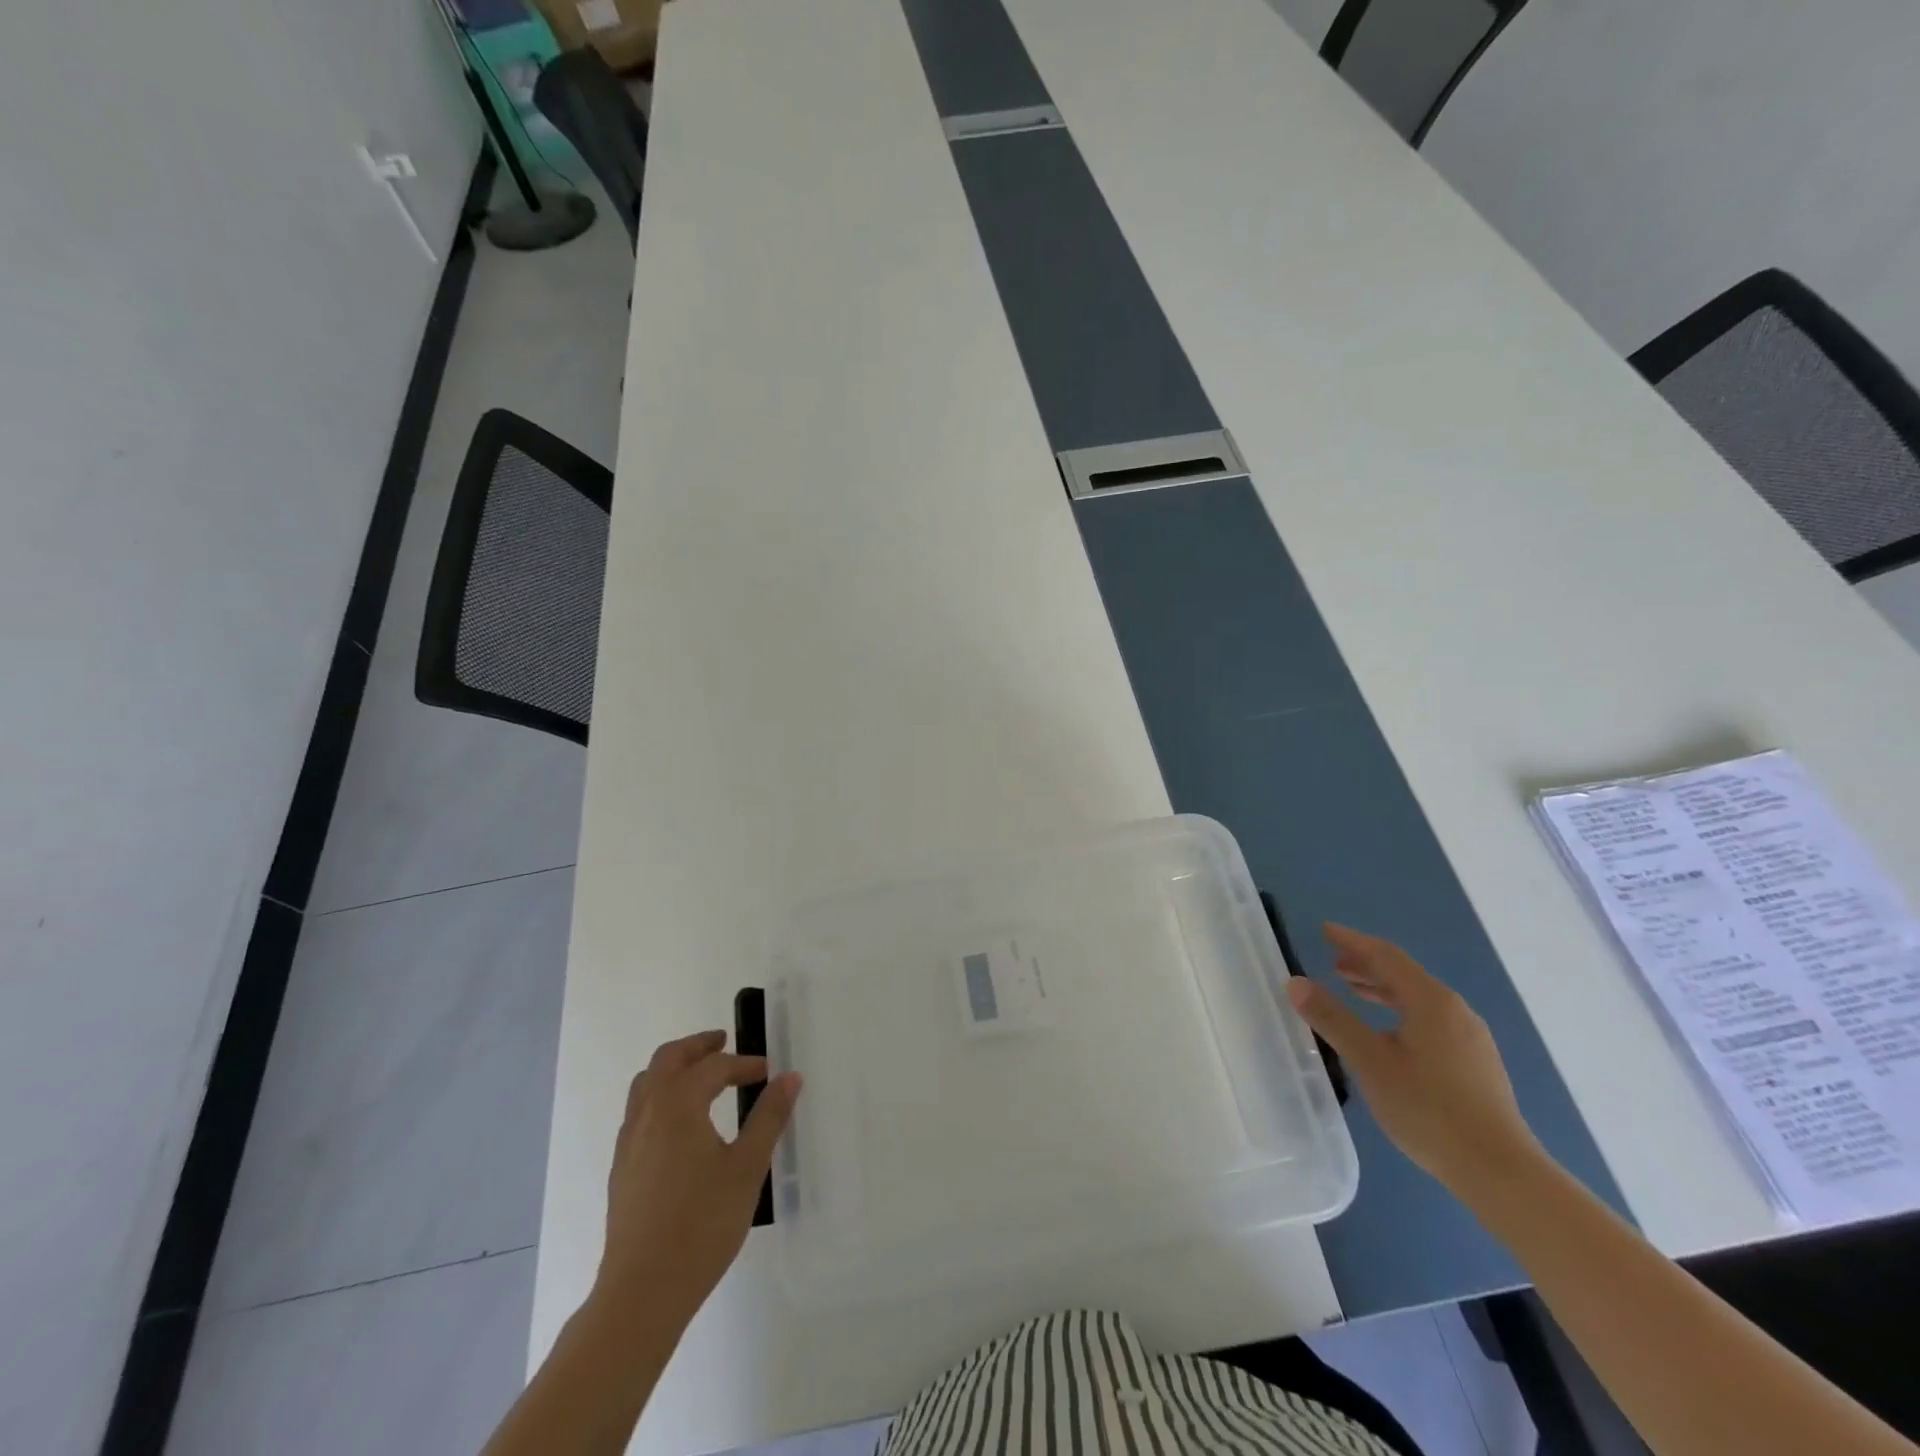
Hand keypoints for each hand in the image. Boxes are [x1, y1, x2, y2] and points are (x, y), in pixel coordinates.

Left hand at [593, 1030, 801, 1329]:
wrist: (642, 1292)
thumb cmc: (702, 1224)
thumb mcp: (748, 1167)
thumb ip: (769, 1117)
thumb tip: (789, 1076)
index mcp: (678, 1105)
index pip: (714, 1067)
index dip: (744, 1064)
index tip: (768, 1074)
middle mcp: (648, 1113)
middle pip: (668, 1059)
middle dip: (699, 1046)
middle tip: (725, 1043)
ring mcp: (629, 1141)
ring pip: (647, 1083)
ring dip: (675, 1069)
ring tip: (703, 1078)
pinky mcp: (622, 1168)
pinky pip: (639, 1112)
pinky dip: (662, 1097)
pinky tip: (682, 1124)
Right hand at [1286, 924, 1541, 1195]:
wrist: (1500, 1171)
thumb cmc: (1429, 1109)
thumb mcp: (1370, 1062)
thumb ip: (1332, 1019)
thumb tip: (1296, 983)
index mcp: (1431, 1001)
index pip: (1385, 956)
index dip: (1353, 941)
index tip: (1325, 931)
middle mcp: (1455, 1011)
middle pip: (1404, 975)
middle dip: (1367, 965)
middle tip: (1333, 964)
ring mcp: (1471, 1038)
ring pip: (1419, 1000)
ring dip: (1383, 990)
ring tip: (1354, 992)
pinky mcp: (1476, 1064)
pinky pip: (1431, 1020)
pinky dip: (1401, 1012)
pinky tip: (1388, 1035)